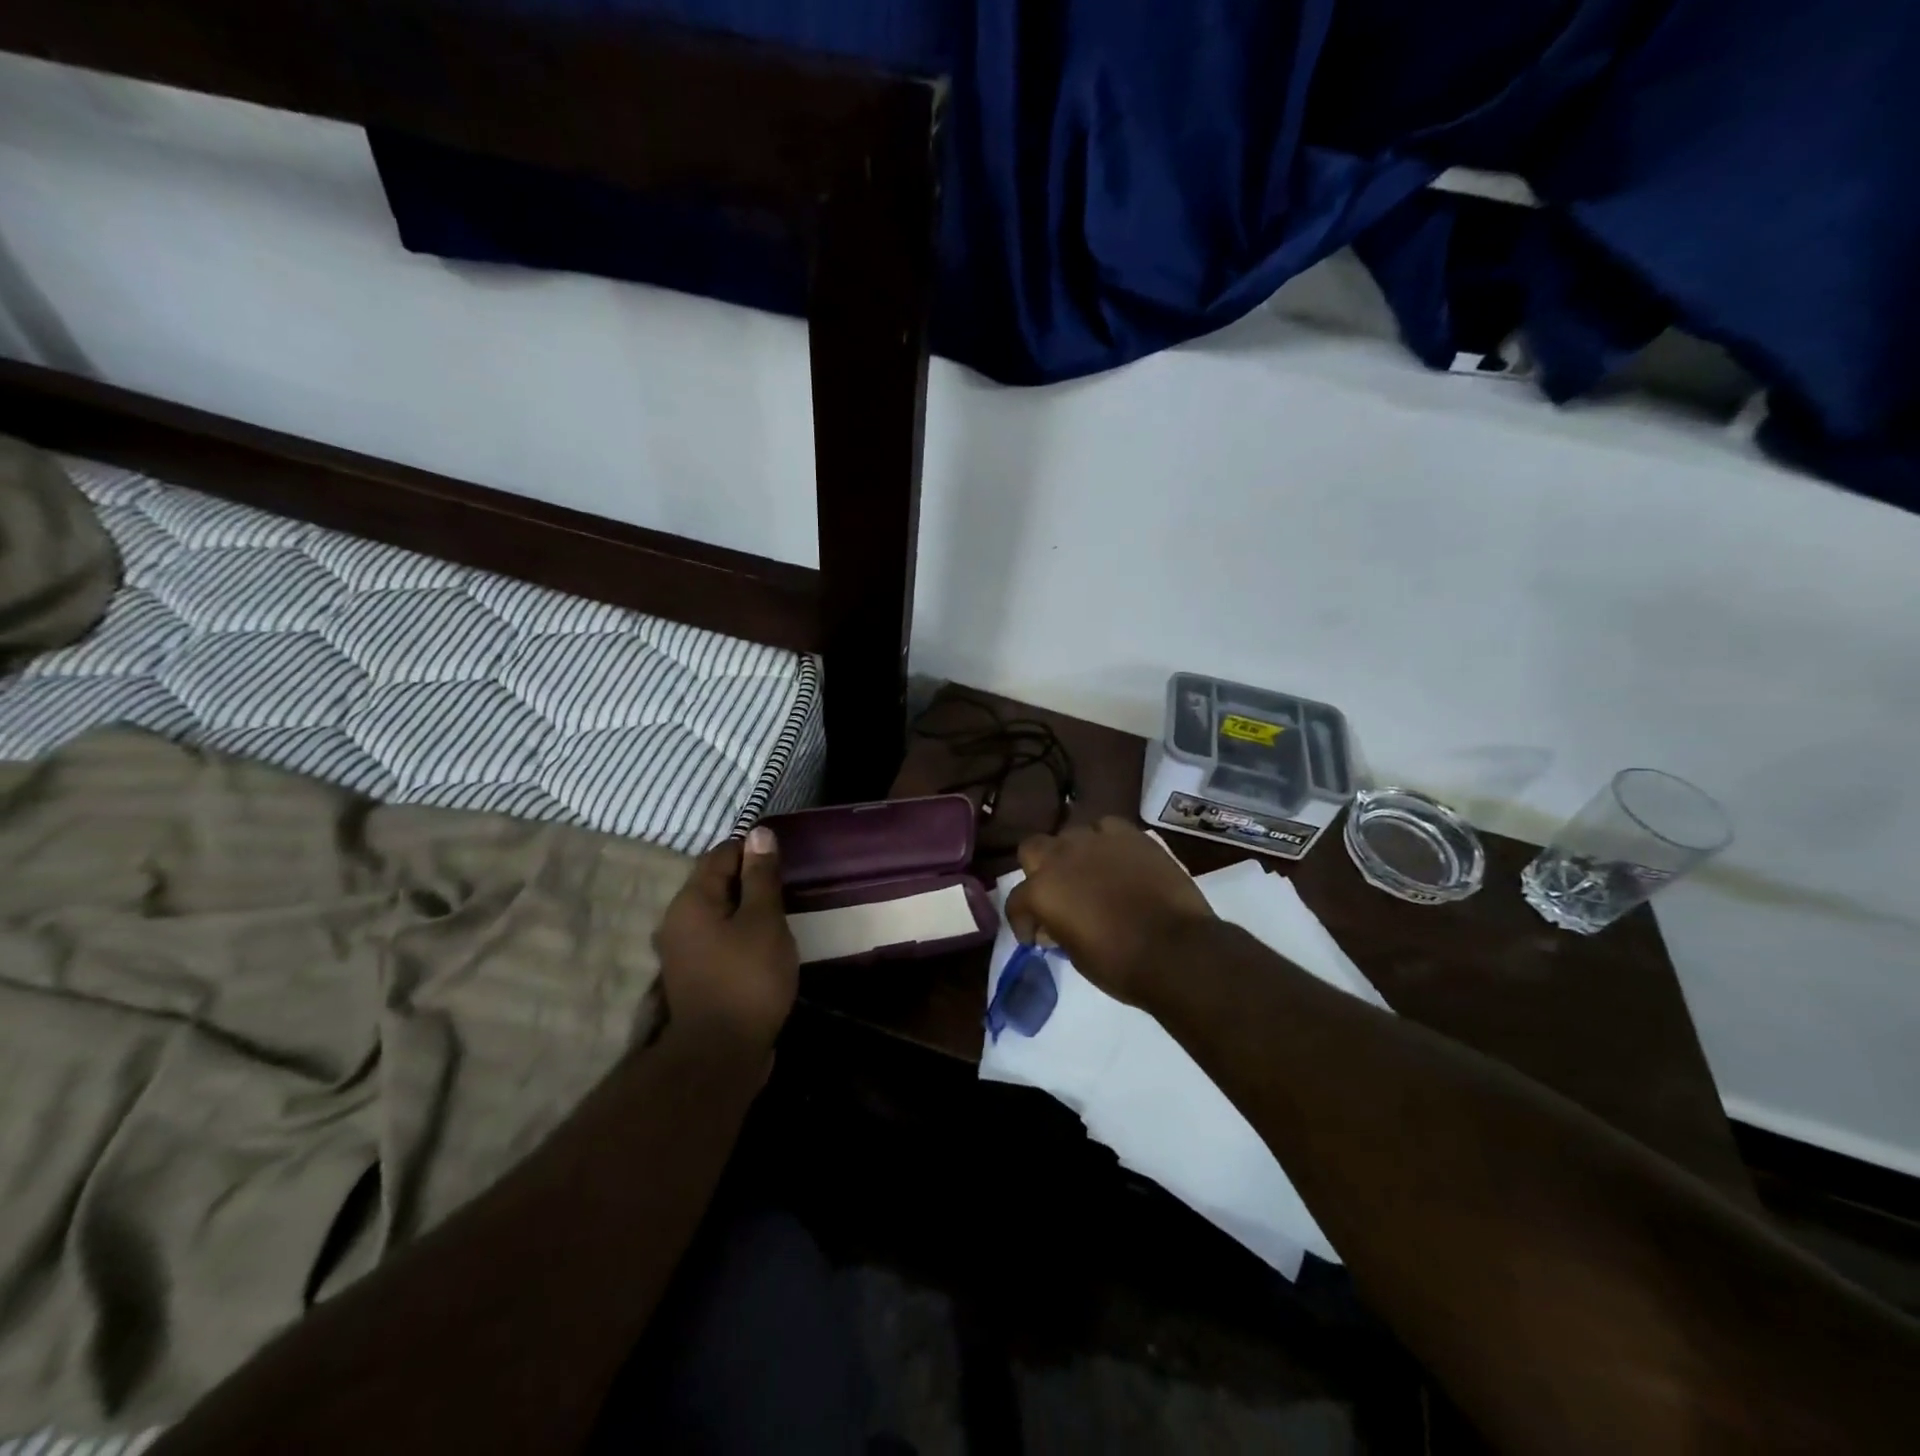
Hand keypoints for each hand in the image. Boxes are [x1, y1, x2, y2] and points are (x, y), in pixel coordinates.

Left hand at [654, 826, 798, 1053]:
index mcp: (691, 900)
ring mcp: (684, 950)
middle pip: (716, 882)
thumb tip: (759, 833)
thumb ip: (761, 876)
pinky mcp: (695, 974)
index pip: (721, 854)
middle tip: (789, 887)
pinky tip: (766, 944)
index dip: (754, 849)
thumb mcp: (764, 920)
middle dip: (752, 879)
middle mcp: (678, 920)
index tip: (785, 860)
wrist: (721, 1053)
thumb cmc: (748, 978)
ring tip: (782, 914)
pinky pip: (719, 937)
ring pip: (719, 911)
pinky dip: (741, 932)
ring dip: (748, 908)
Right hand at [1004, 817, 1213, 1007]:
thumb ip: (1057, 931)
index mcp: (1042, 890)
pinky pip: (1108, 828)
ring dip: (1073, 854)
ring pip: (1071, 834)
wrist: (1177, 951)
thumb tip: (1053, 925)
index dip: (1023, 922)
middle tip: (1055, 893)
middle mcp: (1062, 857)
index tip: (1034, 937)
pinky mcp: (1131, 835)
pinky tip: (1116, 859)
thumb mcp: (1075, 956)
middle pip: (1033, 849)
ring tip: (1088, 874)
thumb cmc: (1121, 964)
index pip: (1016, 901)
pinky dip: (1106, 842)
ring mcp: (1097, 840)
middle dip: (1038, 869)